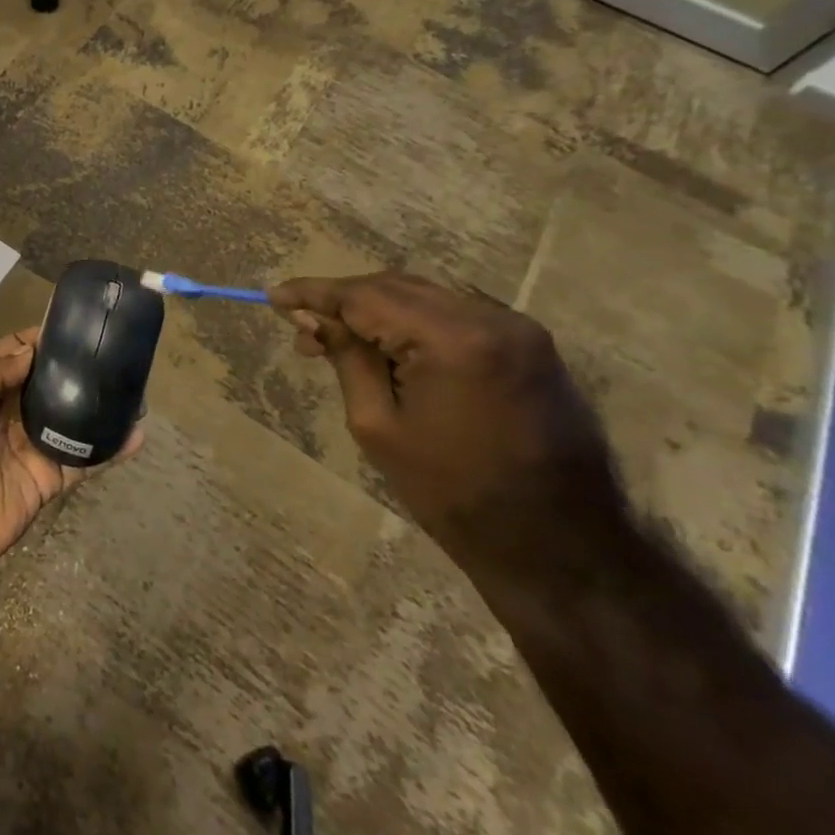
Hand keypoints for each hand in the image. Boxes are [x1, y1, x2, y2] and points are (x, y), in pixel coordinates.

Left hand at [0, 327, 141, 587]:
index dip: (44, 339)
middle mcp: (7, 411)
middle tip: (119, 353)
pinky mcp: (47, 479)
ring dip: (99, 405)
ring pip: (71, 418)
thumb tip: (34, 350)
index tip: (80, 324)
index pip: (17, 352)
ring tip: (137, 387)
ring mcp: (29, 446)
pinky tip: (137, 433)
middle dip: (78, 368)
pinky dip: (109, 447)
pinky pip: (82, 459)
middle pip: (49, 382)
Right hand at [269, 272, 622, 569]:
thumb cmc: (454, 493)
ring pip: (425, 297)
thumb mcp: (377, 425)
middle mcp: (491, 318)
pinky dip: (414, 324)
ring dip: (378, 312)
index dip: (315, 293)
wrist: (560, 547)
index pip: (366, 296)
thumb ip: (346, 358)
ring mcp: (519, 330)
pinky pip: (455, 316)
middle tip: (303, 331)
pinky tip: (389, 349)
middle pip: (396, 287)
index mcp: (454, 340)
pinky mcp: (531, 346)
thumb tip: (311, 318)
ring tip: (339, 343)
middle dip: (344, 302)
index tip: (274, 296)